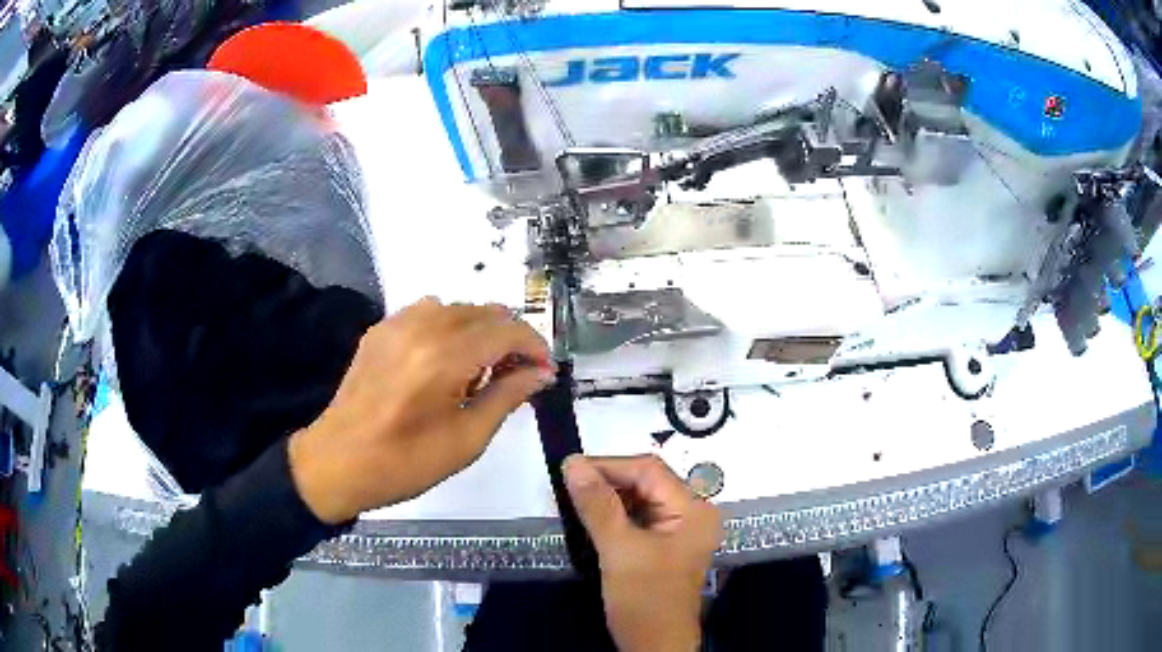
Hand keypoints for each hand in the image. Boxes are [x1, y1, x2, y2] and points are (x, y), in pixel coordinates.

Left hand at [289, 298, 552, 523]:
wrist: (338, 462)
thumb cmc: (405, 463)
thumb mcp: (466, 439)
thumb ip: (507, 396)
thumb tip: (541, 373)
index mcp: (445, 356)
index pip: (507, 330)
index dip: (535, 347)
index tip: (545, 372)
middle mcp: (422, 326)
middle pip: (485, 311)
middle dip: (511, 338)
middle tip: (518, 374)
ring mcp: (397, 323)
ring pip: (458, 307)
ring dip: (481, 330)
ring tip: (480, 370)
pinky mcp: (380, 329)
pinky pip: (428, 311)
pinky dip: (449, 327)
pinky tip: (445, 360)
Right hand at [564, 455, 722, 651]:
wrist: (654, 646)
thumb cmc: (644, 600)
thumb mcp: (619, 550)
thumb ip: (597, 505)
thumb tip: (573, 463)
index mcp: (693, 509)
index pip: (649, 470)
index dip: (609, 465)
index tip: (570, 468)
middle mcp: (692, 513)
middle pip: (646, 482)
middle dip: (607, 481)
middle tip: (568, 483)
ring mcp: (679, 529)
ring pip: (640, 498)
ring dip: (608, 497)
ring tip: (573, 497)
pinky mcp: (664, 544)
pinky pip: (638, 517)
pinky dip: (614, 514)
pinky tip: (590, 516)